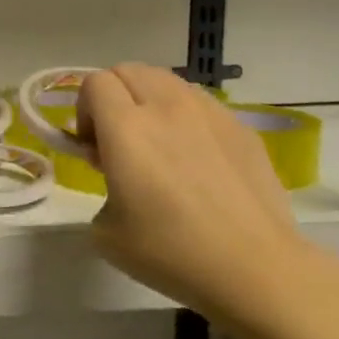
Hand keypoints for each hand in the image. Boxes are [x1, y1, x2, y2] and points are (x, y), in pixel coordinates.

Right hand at [77, 63, 332, 338]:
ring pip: (166, 81)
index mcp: (127, 128)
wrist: (253, 267)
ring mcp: (209, 112)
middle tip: (118, 141)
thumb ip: (101, 187)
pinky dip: (184, 117)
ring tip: (158, 145)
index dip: (84, 110)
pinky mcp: (240, 126)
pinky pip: (200, 103)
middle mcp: (166, 107)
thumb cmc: (171, 252)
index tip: (93, 147)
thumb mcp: (105, 232)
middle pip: (128, 71)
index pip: (94, 83)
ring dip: (149, 101)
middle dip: (113, 97)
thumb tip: (117, 175)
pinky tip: (195, 159)